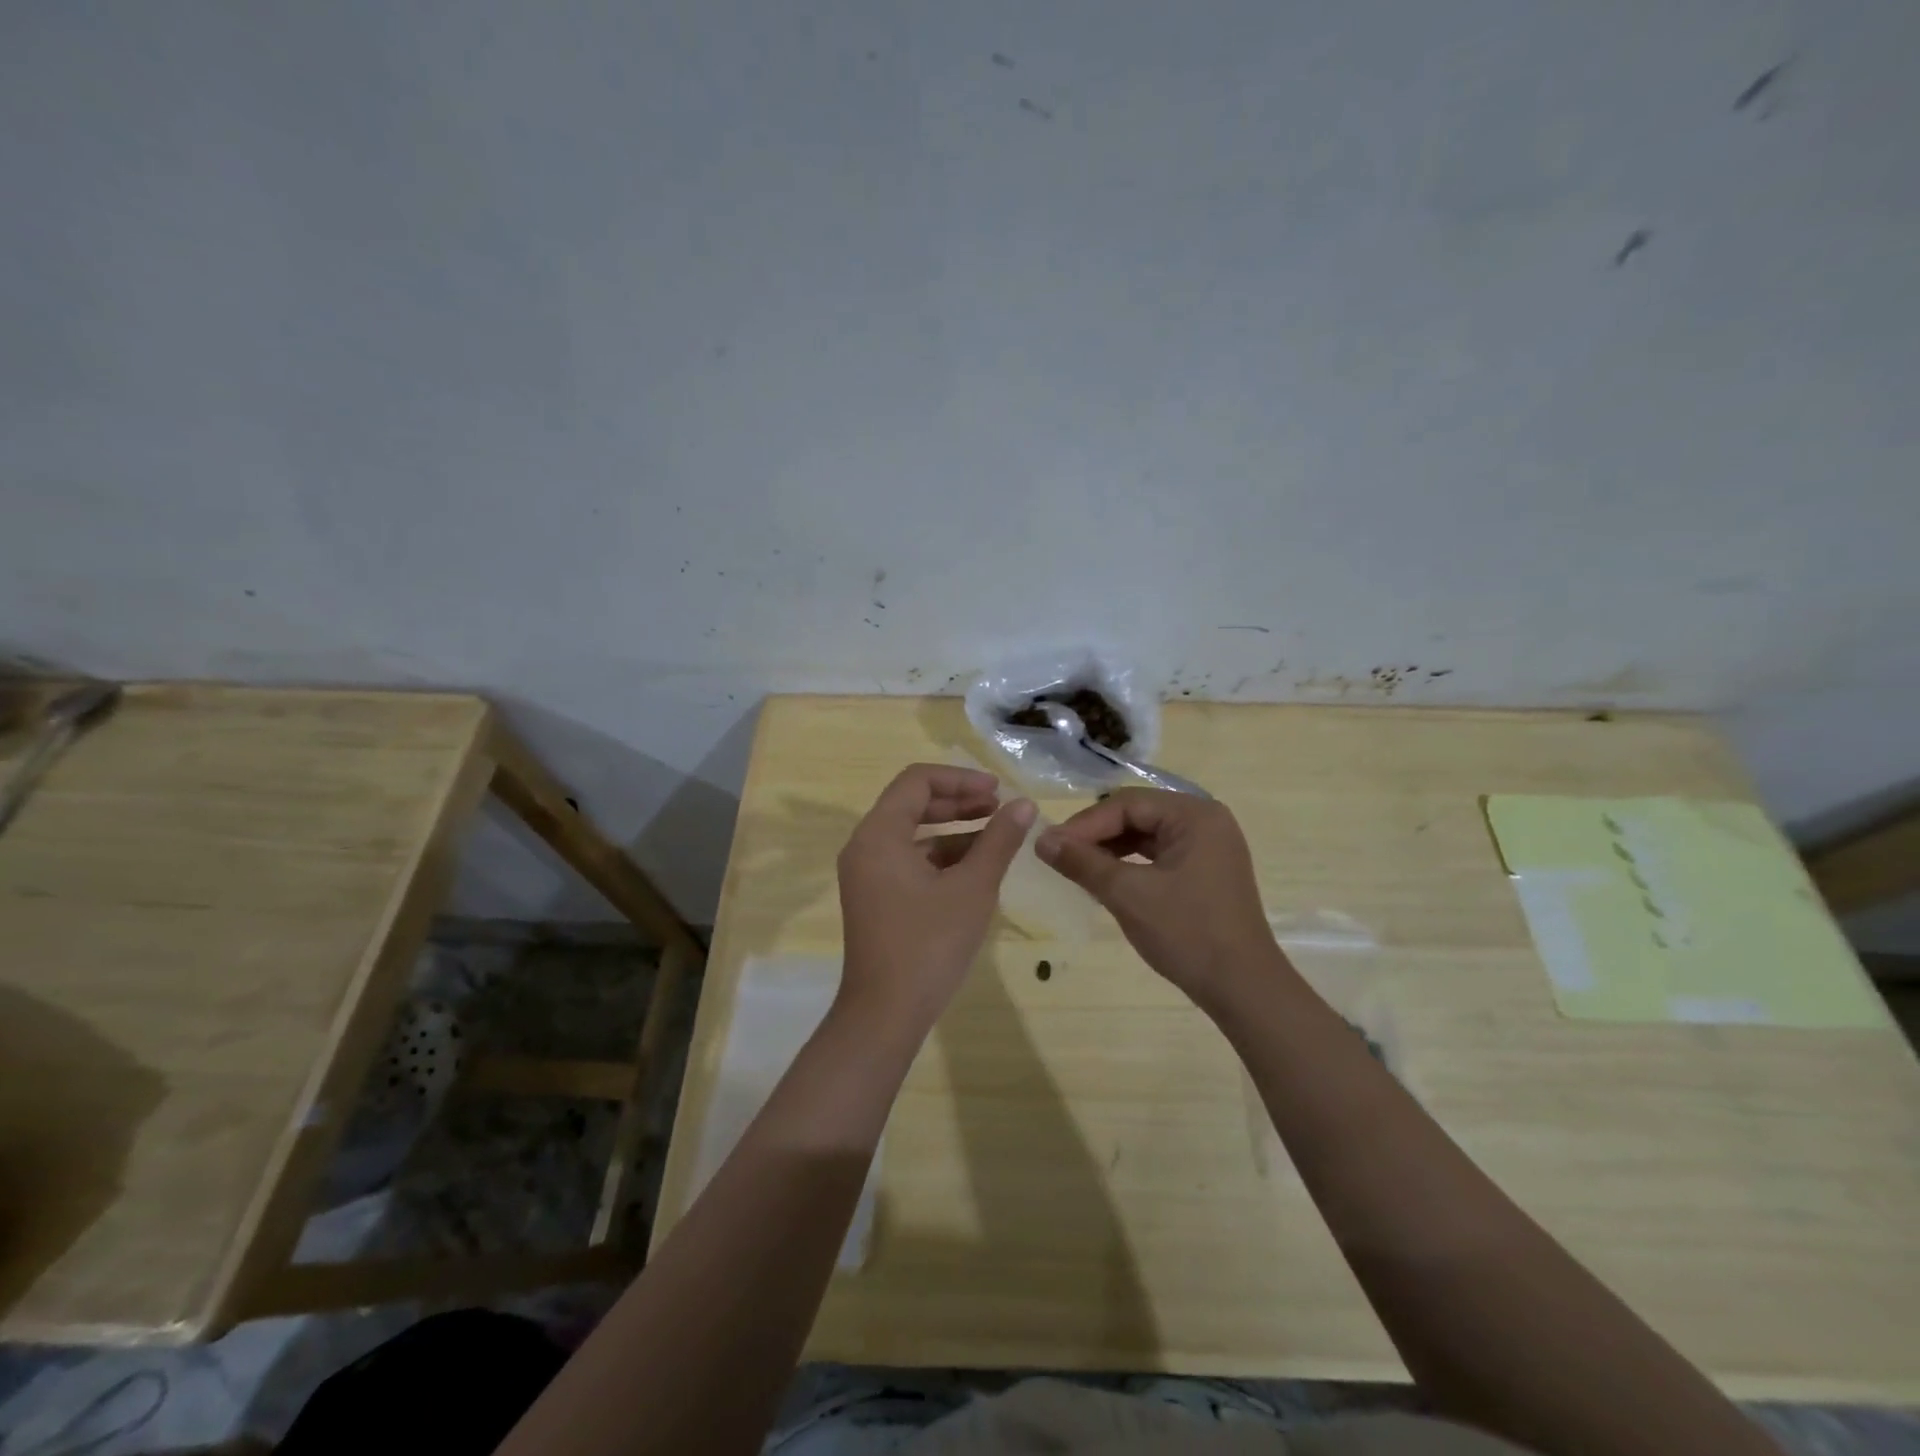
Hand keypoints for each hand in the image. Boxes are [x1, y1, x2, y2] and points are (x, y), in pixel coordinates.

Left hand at [836, 764, 1034, 1030]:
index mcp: (879, 834)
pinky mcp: (876, 896)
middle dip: (958, 800)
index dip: (960, 779)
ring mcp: (867, 873)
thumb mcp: (972, 888)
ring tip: (996, 834)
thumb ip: (998, 841)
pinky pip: (909, 859)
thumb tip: (1023, 805)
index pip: (917, 781)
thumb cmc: (929, 945)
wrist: (886, 1014)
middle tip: (999, 806)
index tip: (997, 791)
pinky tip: (975, 865)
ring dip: (953, 828)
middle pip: (912, 803)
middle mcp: (865, 846)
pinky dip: (941, 855)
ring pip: (912, 833)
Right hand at [1036, 789, 1283, 1012]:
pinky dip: (1130, 864)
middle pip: (1137, 814)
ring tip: (1077, 868)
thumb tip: (1041, 840)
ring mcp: (1208, 847)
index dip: (1085, 824)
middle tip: (1060, 856)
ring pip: (1146, 835)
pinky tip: (1105, 879)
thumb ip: (1083, 862)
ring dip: (1110, 849)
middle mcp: (1205, 821)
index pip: (1127, 804)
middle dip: (1096, 835)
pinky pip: (1158, 855)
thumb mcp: (1128, 895)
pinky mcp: (1205, 871)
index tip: (1050, 846)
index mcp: (1194, 815)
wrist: (1243, 989)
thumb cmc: (1188, 933)